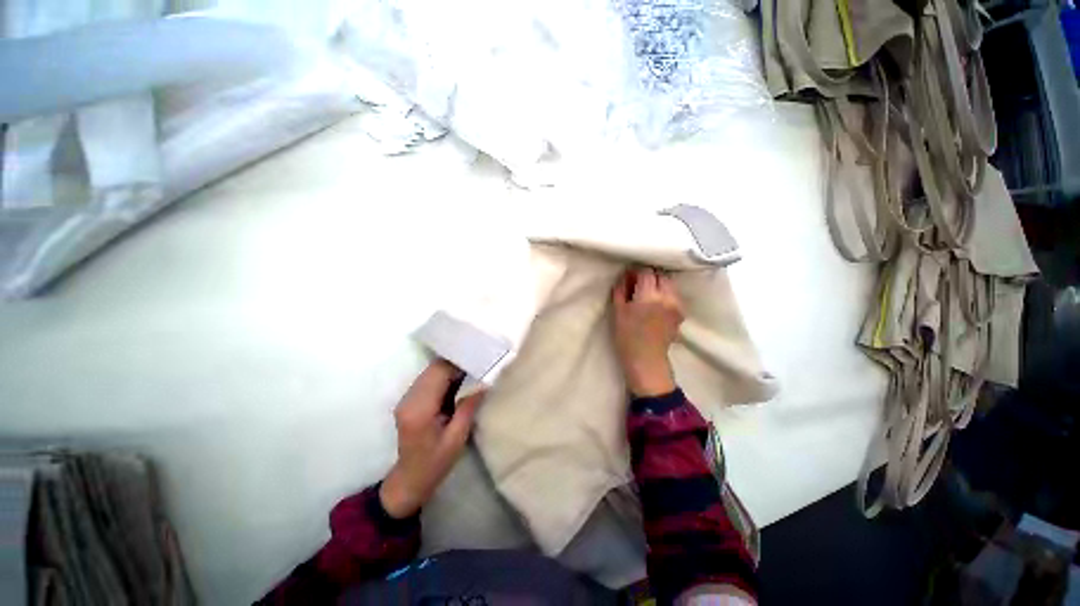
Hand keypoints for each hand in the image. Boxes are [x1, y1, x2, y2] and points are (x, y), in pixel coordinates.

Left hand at [380, 360, 483, 518]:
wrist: (410, 480)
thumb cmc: (435, 463)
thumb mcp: (457, 438)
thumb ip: (468, 408)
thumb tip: (484, 383)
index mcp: (420, 409)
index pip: (438, 373)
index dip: (458, 363)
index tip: (479, 360)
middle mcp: (409, 399)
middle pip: (433, 368)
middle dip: (456, 363)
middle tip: (478, 364)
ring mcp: (406, 399)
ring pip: (430, 371)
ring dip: (450, 369)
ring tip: (471, 371)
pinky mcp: (409, 400)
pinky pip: (428, 379)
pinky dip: (443, 376)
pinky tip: (458, 382)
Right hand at [612, 268, 684, 396]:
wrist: (646, 359)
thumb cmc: (626, 336)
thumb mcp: (618, 311)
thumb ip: (621, 289)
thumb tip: (625, 275)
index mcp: (649, 296)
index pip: (646, 271)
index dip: (636, 271)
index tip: (629, 277)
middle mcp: (667, 297)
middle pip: (661, 274)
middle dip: (649, 275)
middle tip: (638, 284)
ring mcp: (677, 304)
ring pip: (669, 283)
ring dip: (658, 283)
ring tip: (647, 293)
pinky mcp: (681, 312)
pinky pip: (673, 294)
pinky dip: (665, 293)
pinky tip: (655, 303)